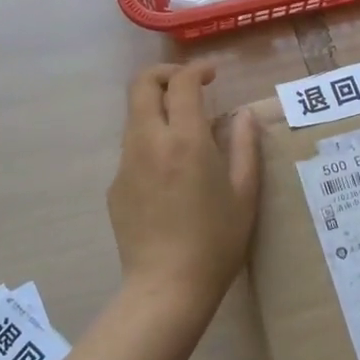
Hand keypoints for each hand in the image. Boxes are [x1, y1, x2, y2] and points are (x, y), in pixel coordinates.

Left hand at [107, 62, 260, 312]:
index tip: (212, 76)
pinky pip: (131, 148)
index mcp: (186, 140)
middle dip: (164, 74)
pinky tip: (169, 172)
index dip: (197, 70)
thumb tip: (244, 114)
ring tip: (183, 129)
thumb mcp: (244, 193)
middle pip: (142, 85)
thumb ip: (244, 146)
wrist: (166, 288)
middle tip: (188, 86)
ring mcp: (127, 163)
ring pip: (134, 115)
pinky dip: (150, 141)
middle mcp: (150, 142)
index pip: (182, 83)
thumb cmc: (215, 241)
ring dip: (156, 107)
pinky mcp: (115, 185)